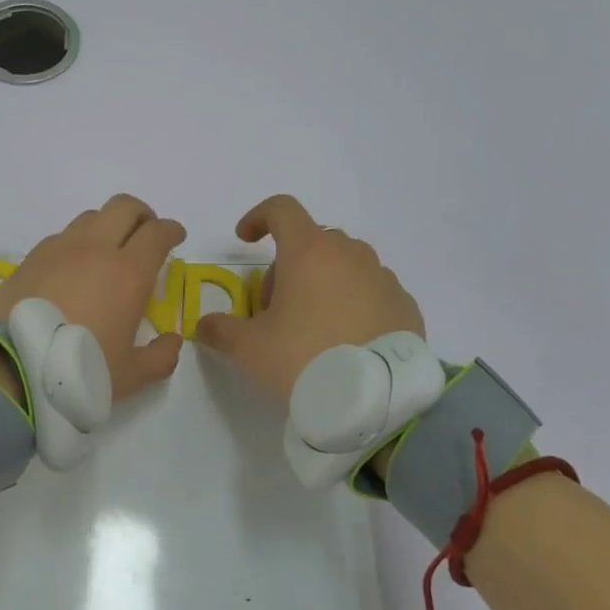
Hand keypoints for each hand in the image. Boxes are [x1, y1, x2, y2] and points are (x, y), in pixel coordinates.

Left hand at [0, 194, 187, 401]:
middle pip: (124, 207)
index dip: (172, 230)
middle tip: (146, 235)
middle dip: (142, 215)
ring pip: (90, 217)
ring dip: (107, 226)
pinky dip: (76, 243)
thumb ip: (159, 358)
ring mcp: (58, 250)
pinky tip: (72, 269)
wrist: (10, 367)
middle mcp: (95, 250)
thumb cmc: (78, 371)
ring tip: (108, 251)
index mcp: (128, 273)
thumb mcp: (129, 376)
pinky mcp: (30, 258)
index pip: (157, 233)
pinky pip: (61, 237)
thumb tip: (172, 342)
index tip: (176, 238)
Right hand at [196, 194, 424, 407]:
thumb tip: (205, 325)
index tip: (246, 240)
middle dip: (288, 265)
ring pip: (345, 264)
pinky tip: (346, 340)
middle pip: (312, 241)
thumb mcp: (249, 349)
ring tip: (313, 326)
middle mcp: (349, 254)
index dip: (258, 218)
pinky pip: (371, 290)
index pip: (281, 209)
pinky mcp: (404, 304)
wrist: (375, 400)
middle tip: (276, 308)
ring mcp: (382, 277)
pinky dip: (354, 302)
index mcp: (309, 252)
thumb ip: (220, 330)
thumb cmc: (303, 360)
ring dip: (323, 282)